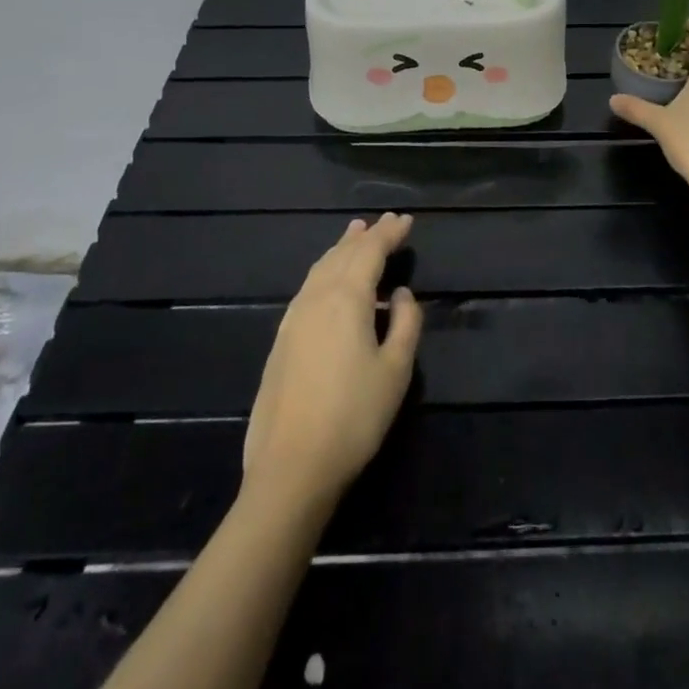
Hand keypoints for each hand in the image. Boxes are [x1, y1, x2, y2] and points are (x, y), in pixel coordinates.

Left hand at [242, 213, 423, 509]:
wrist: (291, 468)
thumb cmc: (353, 417)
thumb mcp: (395, 371)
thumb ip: (405, 323)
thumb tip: (400, 295)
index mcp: (346, 298)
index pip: (370, 251)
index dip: (389, 233)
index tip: (406, 220)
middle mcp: (316, 298)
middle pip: (342, 254)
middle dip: (366, 236)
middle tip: (384, 223)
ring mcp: (293, 319)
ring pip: (320, 268)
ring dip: (341, 249)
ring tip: (355, 235)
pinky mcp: (281, 341)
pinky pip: (308, 287)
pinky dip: (325, 271)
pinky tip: (329, 280)